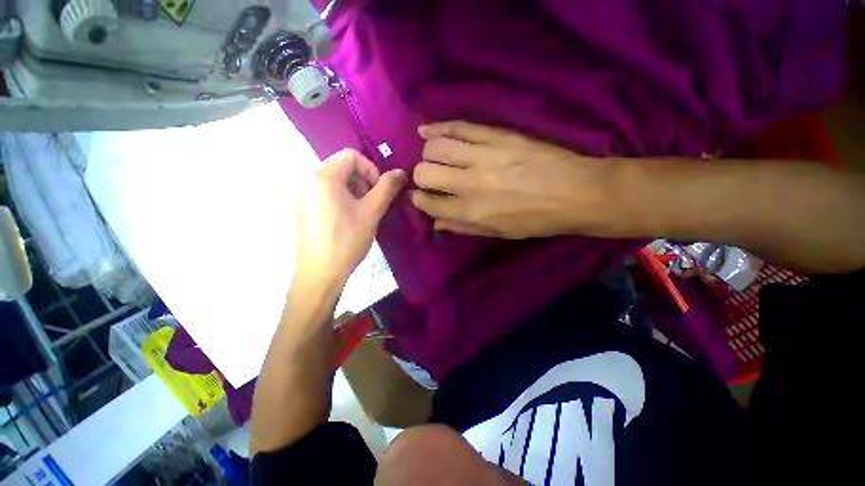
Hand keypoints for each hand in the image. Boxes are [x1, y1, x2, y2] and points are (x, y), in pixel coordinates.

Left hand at [294, 149, 405, 293]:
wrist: (320, 273)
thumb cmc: (347, 240)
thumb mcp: (372, 212)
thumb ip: (387, 188)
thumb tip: (400, 172)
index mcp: (323, 176)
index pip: (352, 155)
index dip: (371, 169)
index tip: (379, 191)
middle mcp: (308, 179)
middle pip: (342, 166)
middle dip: (363, 180)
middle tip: (372, 203)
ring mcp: (303, 194)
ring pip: (335, 180)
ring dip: (354, 189)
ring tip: (362, 212)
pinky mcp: (303, 207)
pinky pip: (325, 192)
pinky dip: (342, 197)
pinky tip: (348, 218)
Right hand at [411, 121, 612, 238]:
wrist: (576, 192)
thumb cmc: (535, 220)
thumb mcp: (497, 233)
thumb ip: (463, 227)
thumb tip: (436, 222)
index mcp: (470, 211)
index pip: (427, 202)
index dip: (418, 199)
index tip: (420, 196)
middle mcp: (469, 183)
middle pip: (424, 171)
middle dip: (421, 176)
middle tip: (430, 177)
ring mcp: (482, 155)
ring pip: (435, 147)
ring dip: (428, 153)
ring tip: (432, 155)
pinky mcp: (495, 135)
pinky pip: (458, 126)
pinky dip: (437, 127)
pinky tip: (426, 129)